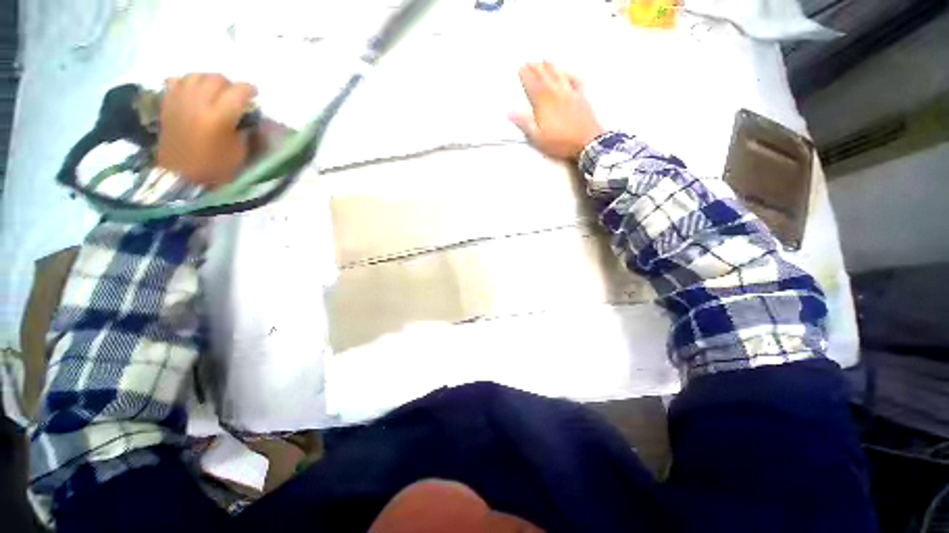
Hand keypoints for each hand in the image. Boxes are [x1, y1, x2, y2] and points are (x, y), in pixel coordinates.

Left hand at [156, 73, 257, 186]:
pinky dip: (187, 82)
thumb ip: (244, 128)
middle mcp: (198, 103)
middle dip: (230, 85)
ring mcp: (179, 101)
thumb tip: (246, 114)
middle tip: (235, 95)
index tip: (255, 94)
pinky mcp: (167, 103)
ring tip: (214, 92)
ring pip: (196, 75)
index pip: (238, 92)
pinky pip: (177, 81)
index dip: (249, 90)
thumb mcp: (239, 151)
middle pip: (216, 79)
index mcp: (218, 117)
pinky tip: (193, 92)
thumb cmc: (216, 167)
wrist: (181, 176)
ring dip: (209, 80)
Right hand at [510, 62, 603, 160]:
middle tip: (530, 60)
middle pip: (544, 76)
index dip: (525, 75)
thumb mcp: (537, 137)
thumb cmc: (560, 142)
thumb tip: (510, 112)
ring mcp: (570, 93)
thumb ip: (524, 123)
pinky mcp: (582, 97)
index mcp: (544, 103)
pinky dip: (570, 74)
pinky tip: (567, 71)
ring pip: (558, 75)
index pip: (532, 84)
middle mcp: (556, 93)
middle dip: (536, 67)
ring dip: (550, 66)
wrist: (587, 143)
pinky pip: (575, 80)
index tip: (520, 67)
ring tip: (545, 60)